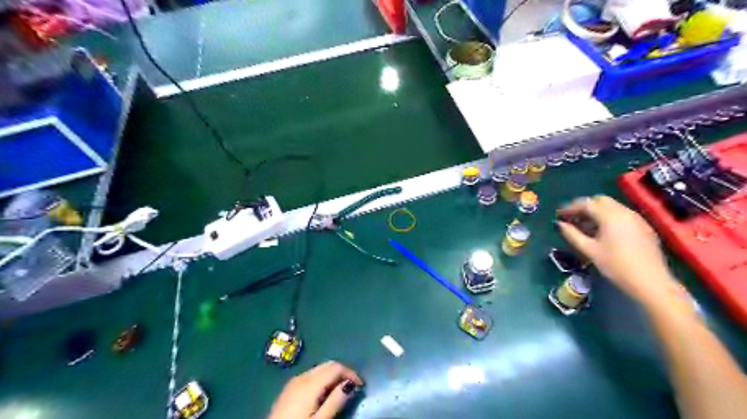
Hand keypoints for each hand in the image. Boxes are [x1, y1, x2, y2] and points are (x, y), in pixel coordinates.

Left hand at [269, 361, 365, 418]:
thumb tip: (350, 384)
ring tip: (339, 392)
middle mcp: (302, 376)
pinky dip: (321, 379)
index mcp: (310, 383)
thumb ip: (336, 401)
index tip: (360, 385)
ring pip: (319, 369)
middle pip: (328, 364)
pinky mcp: (289, 388)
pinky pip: (310, 376)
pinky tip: (323, 394)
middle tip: (352, 388)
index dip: (351, 373)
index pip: (336, 366)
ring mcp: (294, 381)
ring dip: (332, 376)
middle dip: (342, 373)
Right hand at [558, 195, 681, 305]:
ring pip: (612, 206)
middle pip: (600, 200)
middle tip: (572, 218)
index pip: (586, 204)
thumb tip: (560, 224)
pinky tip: (603, 232)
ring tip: (585, 226)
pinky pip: (622, 215)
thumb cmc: (616, 265)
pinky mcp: (644, 227)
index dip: (570, 208)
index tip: (559, 215)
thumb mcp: (589, 250)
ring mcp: (637, 219)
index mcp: (610, 216)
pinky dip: (609, 217)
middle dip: (584, 206)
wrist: (651, 282)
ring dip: (597, 211)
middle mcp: (624, 212)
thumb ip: (572, 234)